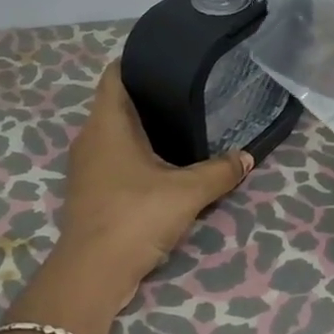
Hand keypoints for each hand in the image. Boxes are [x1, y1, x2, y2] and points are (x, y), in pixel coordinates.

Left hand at [57, 64, 253, 286]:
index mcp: (107, 123)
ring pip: (114, 133)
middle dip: (149, 96)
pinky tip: (163, 164)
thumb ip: (220, 171)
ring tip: (181, 125)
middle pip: (117, 103)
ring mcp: (86, 167)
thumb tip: (247, 156)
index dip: (138, 61)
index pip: (115, 74)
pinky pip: (114, 159)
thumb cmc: (135, 216)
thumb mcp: (188, 192)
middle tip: (188, 91)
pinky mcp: (89, 191)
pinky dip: (136, 155)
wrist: (93, 273)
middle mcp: (90, 138)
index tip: (169, 60)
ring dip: (142, 129)